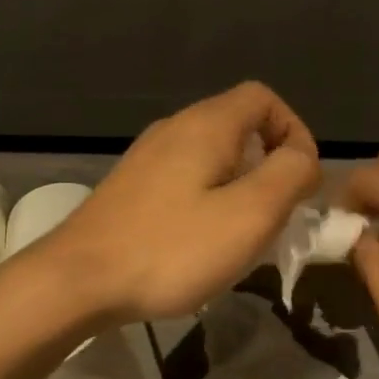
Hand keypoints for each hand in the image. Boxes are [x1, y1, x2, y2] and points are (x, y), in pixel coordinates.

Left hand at [44, 82, 319, 321]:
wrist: (75, 281)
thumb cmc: (171, 247)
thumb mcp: (249, 213)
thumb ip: (290, 175)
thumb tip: (303, 157)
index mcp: (207, 124)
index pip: (264, 98)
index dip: (294, 131)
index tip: (300, 180)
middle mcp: (176, 128)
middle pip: (240, 125)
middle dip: (270, 164)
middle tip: (276, 213)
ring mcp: (149, 156)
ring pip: (214, 154)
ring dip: (241, 185)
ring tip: (243, 232)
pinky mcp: (132, 186)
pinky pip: (188, 177)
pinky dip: (210, 198)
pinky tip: (202, 242)